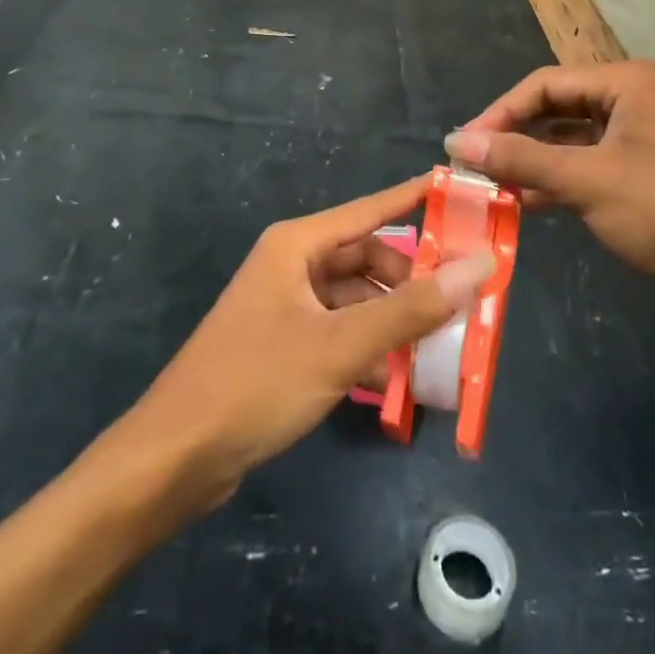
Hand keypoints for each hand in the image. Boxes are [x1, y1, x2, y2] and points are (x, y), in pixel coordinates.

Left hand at [125, 175, 494, 508]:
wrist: (174, 459)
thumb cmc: (257, 383)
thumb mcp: (341, 346)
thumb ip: (413, 308)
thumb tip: (480, 266)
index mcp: (297, 245)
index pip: (370, 209)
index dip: (415, 199)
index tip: (461, 194)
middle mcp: (291, 265)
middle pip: (366, 258)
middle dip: (410, 278)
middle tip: (460, 298)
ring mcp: (285, 306)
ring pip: (354, 297)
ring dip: (392, 317)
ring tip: (438, 341)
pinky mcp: (282, 344)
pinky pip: (338, 330)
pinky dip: (368, 344)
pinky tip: (398, 373)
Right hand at [444, 62, 654, 320]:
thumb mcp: (588, 180)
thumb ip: (521, 157)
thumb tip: (457, 140)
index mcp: (622, 83)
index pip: (543, 84)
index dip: (499, 112)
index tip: (462, 144)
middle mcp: (629, 100)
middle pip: (554, 109)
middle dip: (514, 136)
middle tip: (473, 165)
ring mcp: (636, 138)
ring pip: (567, 140)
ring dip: (531, 161)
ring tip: (491, 185)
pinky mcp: (639, 173)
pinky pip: (585, 166)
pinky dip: (555, 181)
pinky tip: (525, 203)